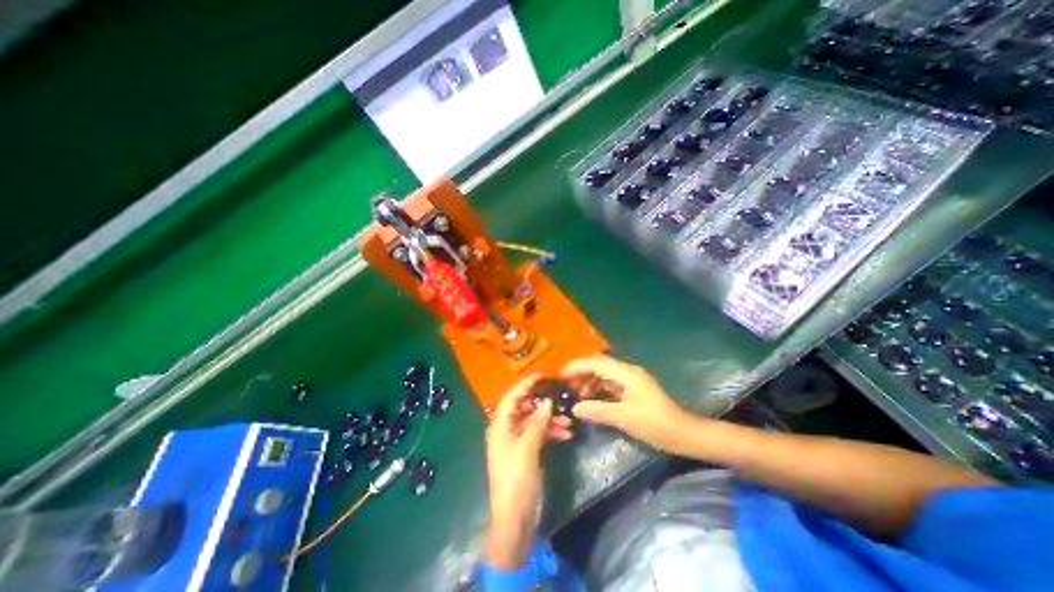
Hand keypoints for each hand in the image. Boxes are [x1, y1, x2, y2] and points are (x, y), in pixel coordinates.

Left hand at [482, 374, 567, 567]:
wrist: (514, 518)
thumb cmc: (516, 480)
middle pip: (524, 408)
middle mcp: (505, 430)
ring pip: (533, 422)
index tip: (541, 375)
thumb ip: (537, 423)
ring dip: (550, 420)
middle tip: (559, 398)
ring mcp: (515, 441)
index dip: (525, 385)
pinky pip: (537, 435)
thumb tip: (547, 402)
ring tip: (569, 422)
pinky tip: (566, 434)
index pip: (512, 397)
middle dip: (542, 404)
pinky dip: (550, 433)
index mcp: (499, 425)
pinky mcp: (524, 452)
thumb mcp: (527, 448)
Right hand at [560, 355, 697, 452]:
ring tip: (576, 395)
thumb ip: (598, 410)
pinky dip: (598, 390)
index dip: (576, 367)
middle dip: (580, 373)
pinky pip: (610, 385)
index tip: (560, 376)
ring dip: (588, 382)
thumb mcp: (624, 417)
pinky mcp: (632, 391)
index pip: (595, 362)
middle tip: (565, 387)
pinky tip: (590, 400)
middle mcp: (627, 372)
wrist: (684, 434)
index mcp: (626, 373)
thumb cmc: (655, 423)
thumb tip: (575, 407)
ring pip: (603, 375)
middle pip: (598, 366)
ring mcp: (630, 381)